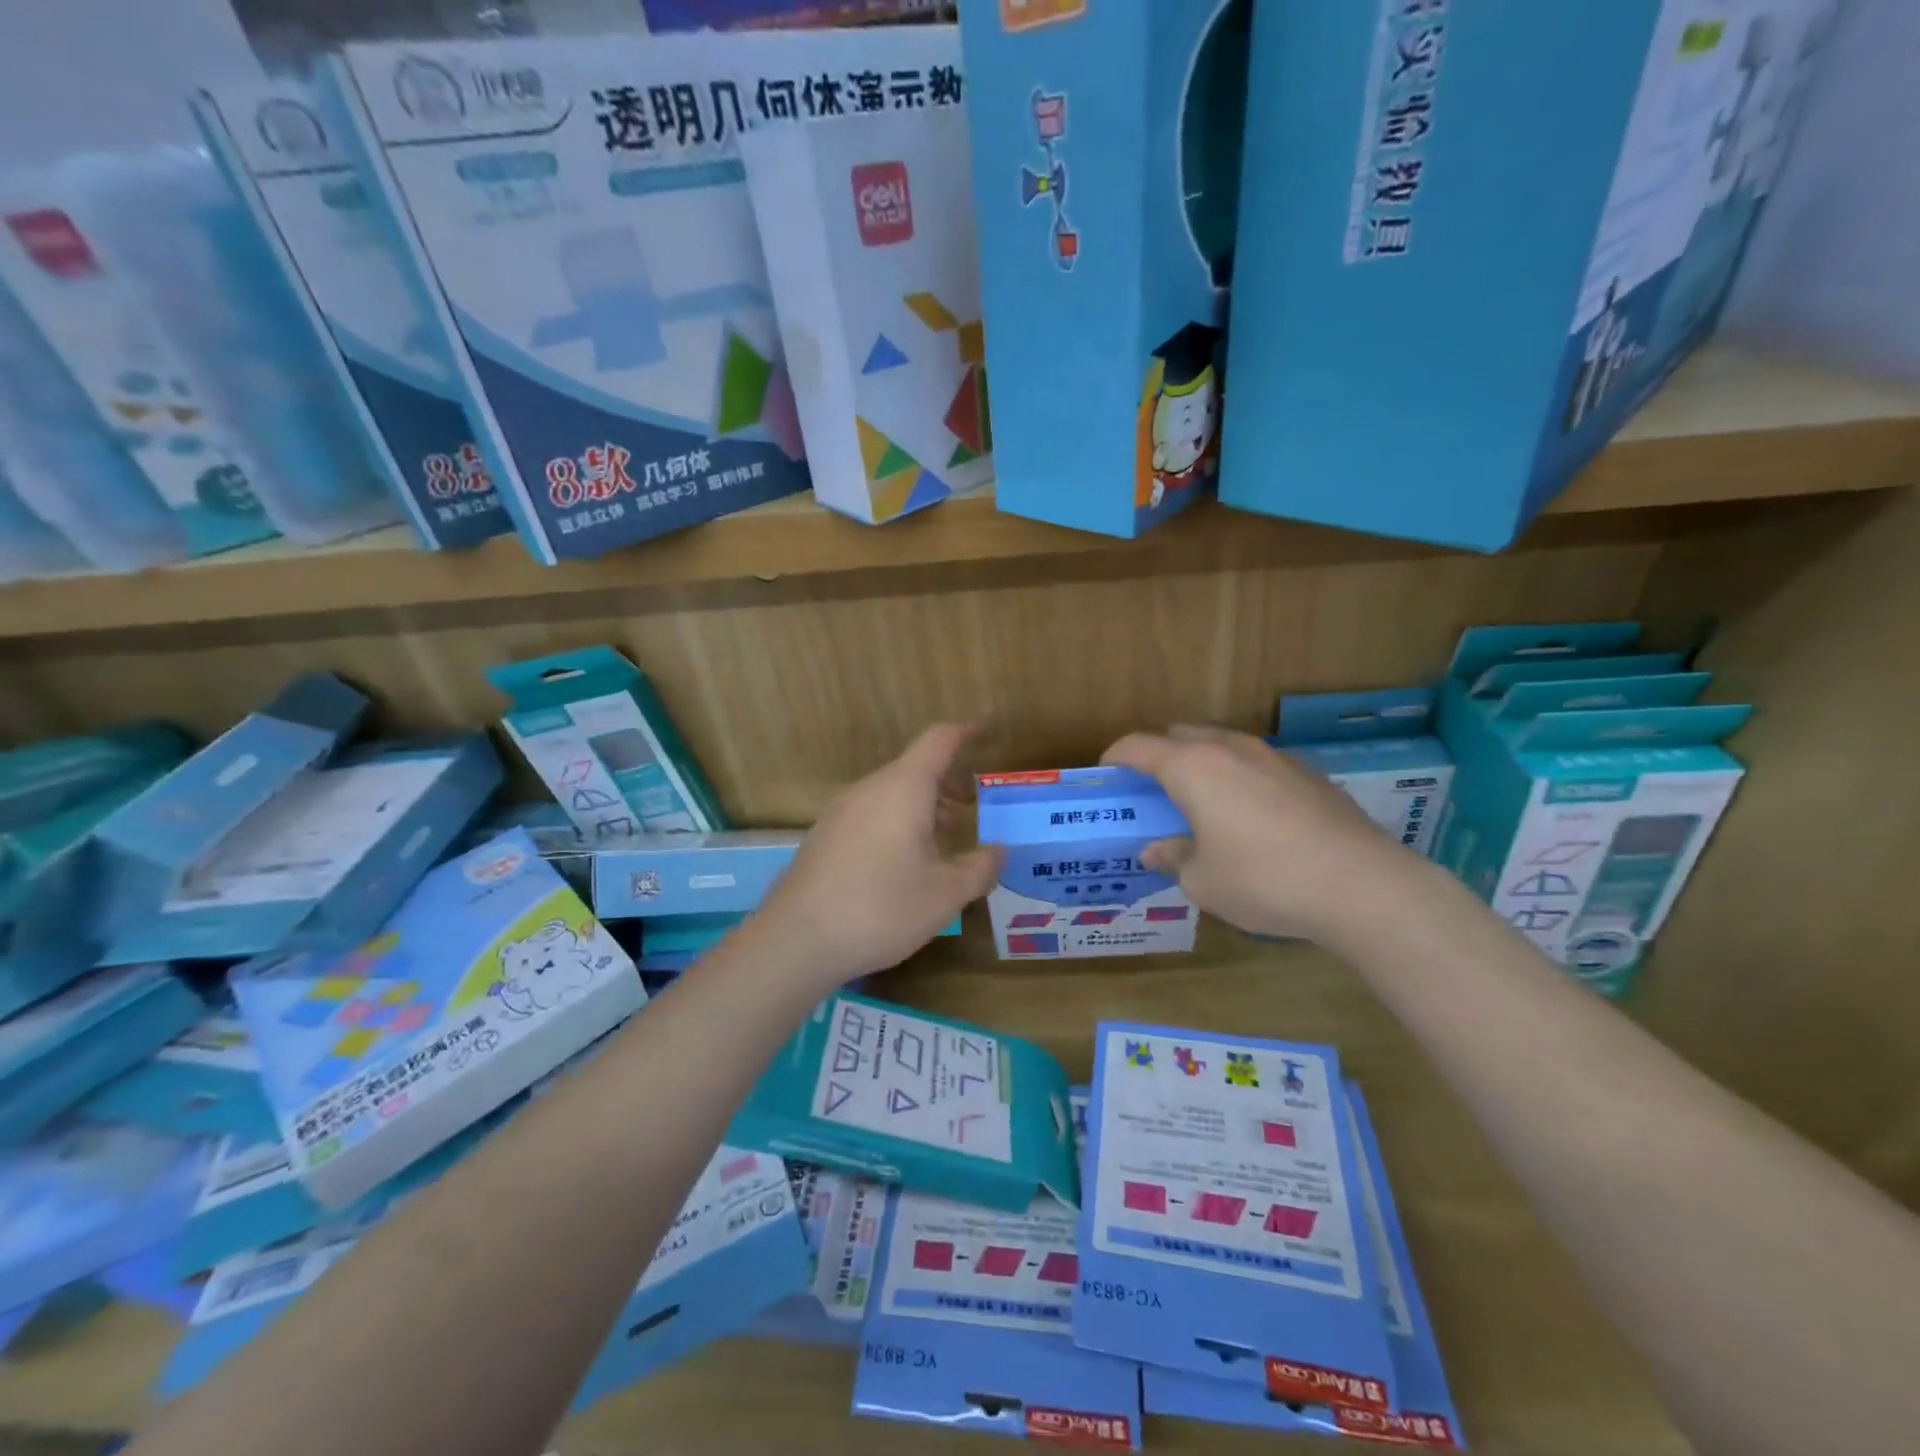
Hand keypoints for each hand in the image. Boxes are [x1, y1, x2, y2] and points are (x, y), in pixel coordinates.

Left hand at [753, 724, 1000, 989]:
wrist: (796, 940)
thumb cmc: (881, 908)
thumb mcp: (945, 895)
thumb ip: (979, 868)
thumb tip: (998, 851)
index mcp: (903, 789)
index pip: (937, 742)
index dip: (963, 732)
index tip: (982, 728)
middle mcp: (870, 789)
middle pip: (914, 769)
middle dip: (946, 781)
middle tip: (972, 806)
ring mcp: (840, 812)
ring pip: (890, 793)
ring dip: (921, 805)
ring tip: (943, 836)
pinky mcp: (824, 836)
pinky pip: (870, 813)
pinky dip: (895, 821)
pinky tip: (902, 862)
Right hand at [1101, 725, 1415, 940]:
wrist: (1364, 886)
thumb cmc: (1265, 881)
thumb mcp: (1203, 881)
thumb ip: (1173, 858)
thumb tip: (1156, 850)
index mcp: (1192, 768)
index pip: (1138, 746)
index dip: (1115, 757)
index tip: (1106, 774)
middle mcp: (1230, 749)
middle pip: (1179, 735)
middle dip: (1159, 757)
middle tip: (1153, 793)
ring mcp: (1273, 756)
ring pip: (1221, 745)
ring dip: (1201, 765)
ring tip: (1203, 804)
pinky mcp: (1308, 772)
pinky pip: (1256, 763)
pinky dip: (1239, 778)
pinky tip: (1252, 817)